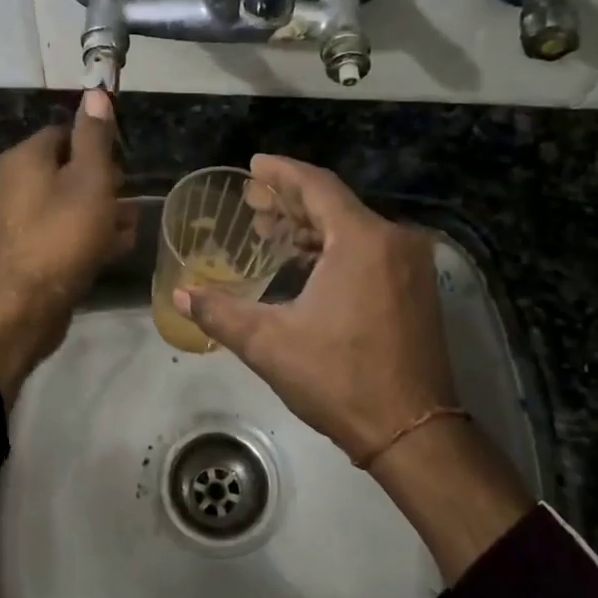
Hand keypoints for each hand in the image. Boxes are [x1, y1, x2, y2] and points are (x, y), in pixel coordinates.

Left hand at [0, 90, 136, 400]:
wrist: (25, 306)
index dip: (96, 145)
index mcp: (24, 159)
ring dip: (99, 213)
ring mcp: (15, 221)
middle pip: (66, 171)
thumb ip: (95, 137)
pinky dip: (84, 237)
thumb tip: (96, 92)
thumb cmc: (63, 234)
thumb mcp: (90, 179)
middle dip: (102, 183)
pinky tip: (110, 251)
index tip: (121, 165)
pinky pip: (59, 234)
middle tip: (127, 200)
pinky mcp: (23, 253)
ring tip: (128, 229)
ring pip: (66, 206)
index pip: (63, 134)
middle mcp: (12, 184)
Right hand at [176, 154, 457, 463]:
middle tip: (252, 202)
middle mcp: (393, 241)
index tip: (253, 165)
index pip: (316, 186)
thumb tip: (180, 294)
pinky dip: (335, 249)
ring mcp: (411, 266)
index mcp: (362, 240)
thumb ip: (220, 312)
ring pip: (354, 229)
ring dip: (311, 228)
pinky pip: (370, 250)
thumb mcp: (269, 343)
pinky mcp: (417, 290)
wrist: (412, 431)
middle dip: (290, 201)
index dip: (281, 172)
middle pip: (335, 205)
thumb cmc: (339, 379)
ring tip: (271, 232)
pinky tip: (306, 264)